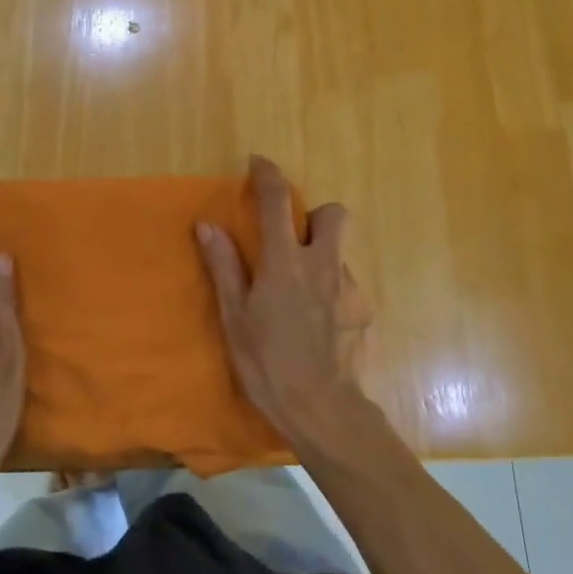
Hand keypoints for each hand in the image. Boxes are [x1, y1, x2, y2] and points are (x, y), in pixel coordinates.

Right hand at [195, 155, 370, 446]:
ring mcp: (348, 288)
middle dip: (316, 215)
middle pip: (334, 213)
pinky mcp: (364, 311)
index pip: (278, 202)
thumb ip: (224, 267)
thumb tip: (207, 225)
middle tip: (294, 239)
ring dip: (321, 256)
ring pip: (340, 252)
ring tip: (301, 292)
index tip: (259, 163)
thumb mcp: (236, 318)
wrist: (325, 410)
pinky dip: (330, 289)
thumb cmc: (270, 364)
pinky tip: (317, 321)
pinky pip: (345, 284)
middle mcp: (323, 264)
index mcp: (286, 262)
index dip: (269, 175)